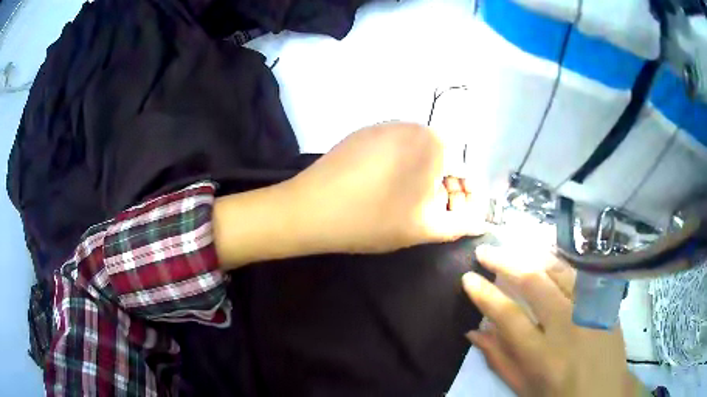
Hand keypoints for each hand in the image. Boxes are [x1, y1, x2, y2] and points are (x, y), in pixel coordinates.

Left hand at [287, 122, 487, 253]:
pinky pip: (395, 150)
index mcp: (433, 142)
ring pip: (419, 153)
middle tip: (430, 215)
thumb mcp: (423, 228)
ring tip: (407, 205)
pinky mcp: (364, 133)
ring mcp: (384, 126)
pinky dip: (400, 168)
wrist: (310, 209)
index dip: (465, 197)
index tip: (453, 216)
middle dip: (444, 188)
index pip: (465, 169)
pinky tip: (384, 190)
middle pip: (443, 159)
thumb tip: (481, 222)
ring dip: (422, 179)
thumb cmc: (373, 220)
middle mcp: (412, 125)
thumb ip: (460, 224)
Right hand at [462, 246, 643, 396]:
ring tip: (513, 252)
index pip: (508, 317)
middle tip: (485, 252)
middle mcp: (568, 326)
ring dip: (531, 257)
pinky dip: (558, 264)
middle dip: (505, 262)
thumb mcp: (524, 389)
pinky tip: (546, 261)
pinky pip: (580, 274)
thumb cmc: (560, 396)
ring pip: (559, 269)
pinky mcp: (604, 301)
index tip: (468, 279)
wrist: (605, 392)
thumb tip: (474, 332)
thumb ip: (500, 360)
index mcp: (543, 356)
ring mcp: (590, 309)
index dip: (485, 295)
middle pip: (534, 282)